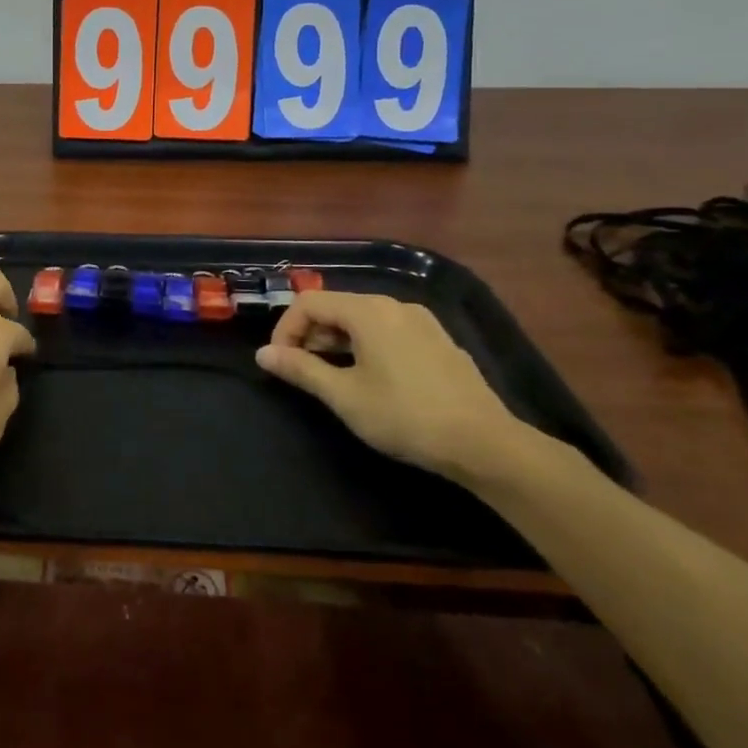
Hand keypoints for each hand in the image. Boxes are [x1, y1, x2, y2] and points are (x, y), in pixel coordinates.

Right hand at [255, 290, 533, 480]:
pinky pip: (388, 331)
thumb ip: (300, 369)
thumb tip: (263, 354)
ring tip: (331, 377)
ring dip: (337, 341)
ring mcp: (421, 321)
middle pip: (336, 307)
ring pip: (363, 319)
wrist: (485, 443)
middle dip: (310, 335)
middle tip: (301, 371)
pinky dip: (366, 346)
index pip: (308, 303)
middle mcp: (394, 305)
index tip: (280, 363)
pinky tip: (372, 379)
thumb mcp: (344, 396)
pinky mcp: (438, 340)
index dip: (285, 329)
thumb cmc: (404, 416)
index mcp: (368, 311)